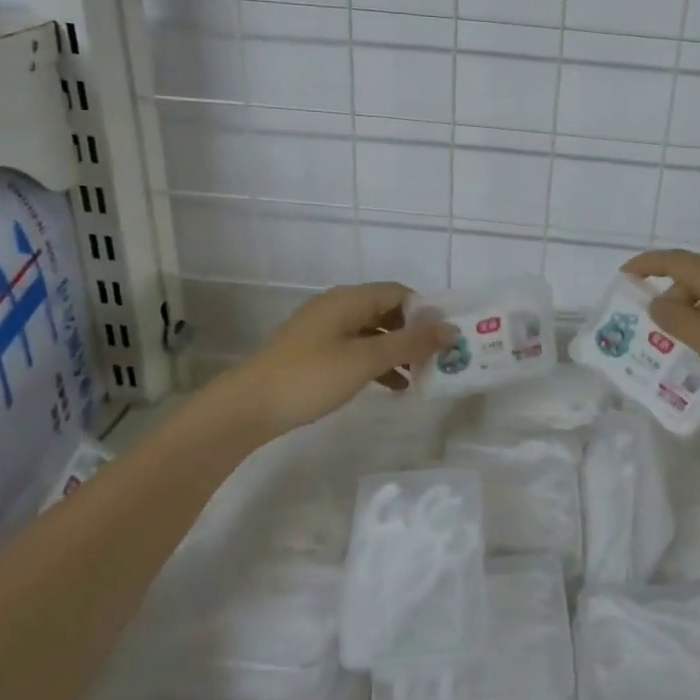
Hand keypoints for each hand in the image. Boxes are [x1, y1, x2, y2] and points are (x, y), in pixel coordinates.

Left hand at [232, 282, 453, 436]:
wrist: (248, 407)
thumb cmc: (311, 377)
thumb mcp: (366, 360)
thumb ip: (410, 343)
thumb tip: (450, 329)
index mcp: (349, 299)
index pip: (400, 293)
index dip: (426, 311)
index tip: (447, 337)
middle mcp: (338, 306)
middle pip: (387, 311)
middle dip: (414, 333)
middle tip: (439, 358)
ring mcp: (324, 330)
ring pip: (373, 332)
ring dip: (398, 351)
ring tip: (422, 376)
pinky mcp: (315, 352)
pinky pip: (357, 349)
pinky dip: (377, 362)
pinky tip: (393, 386)